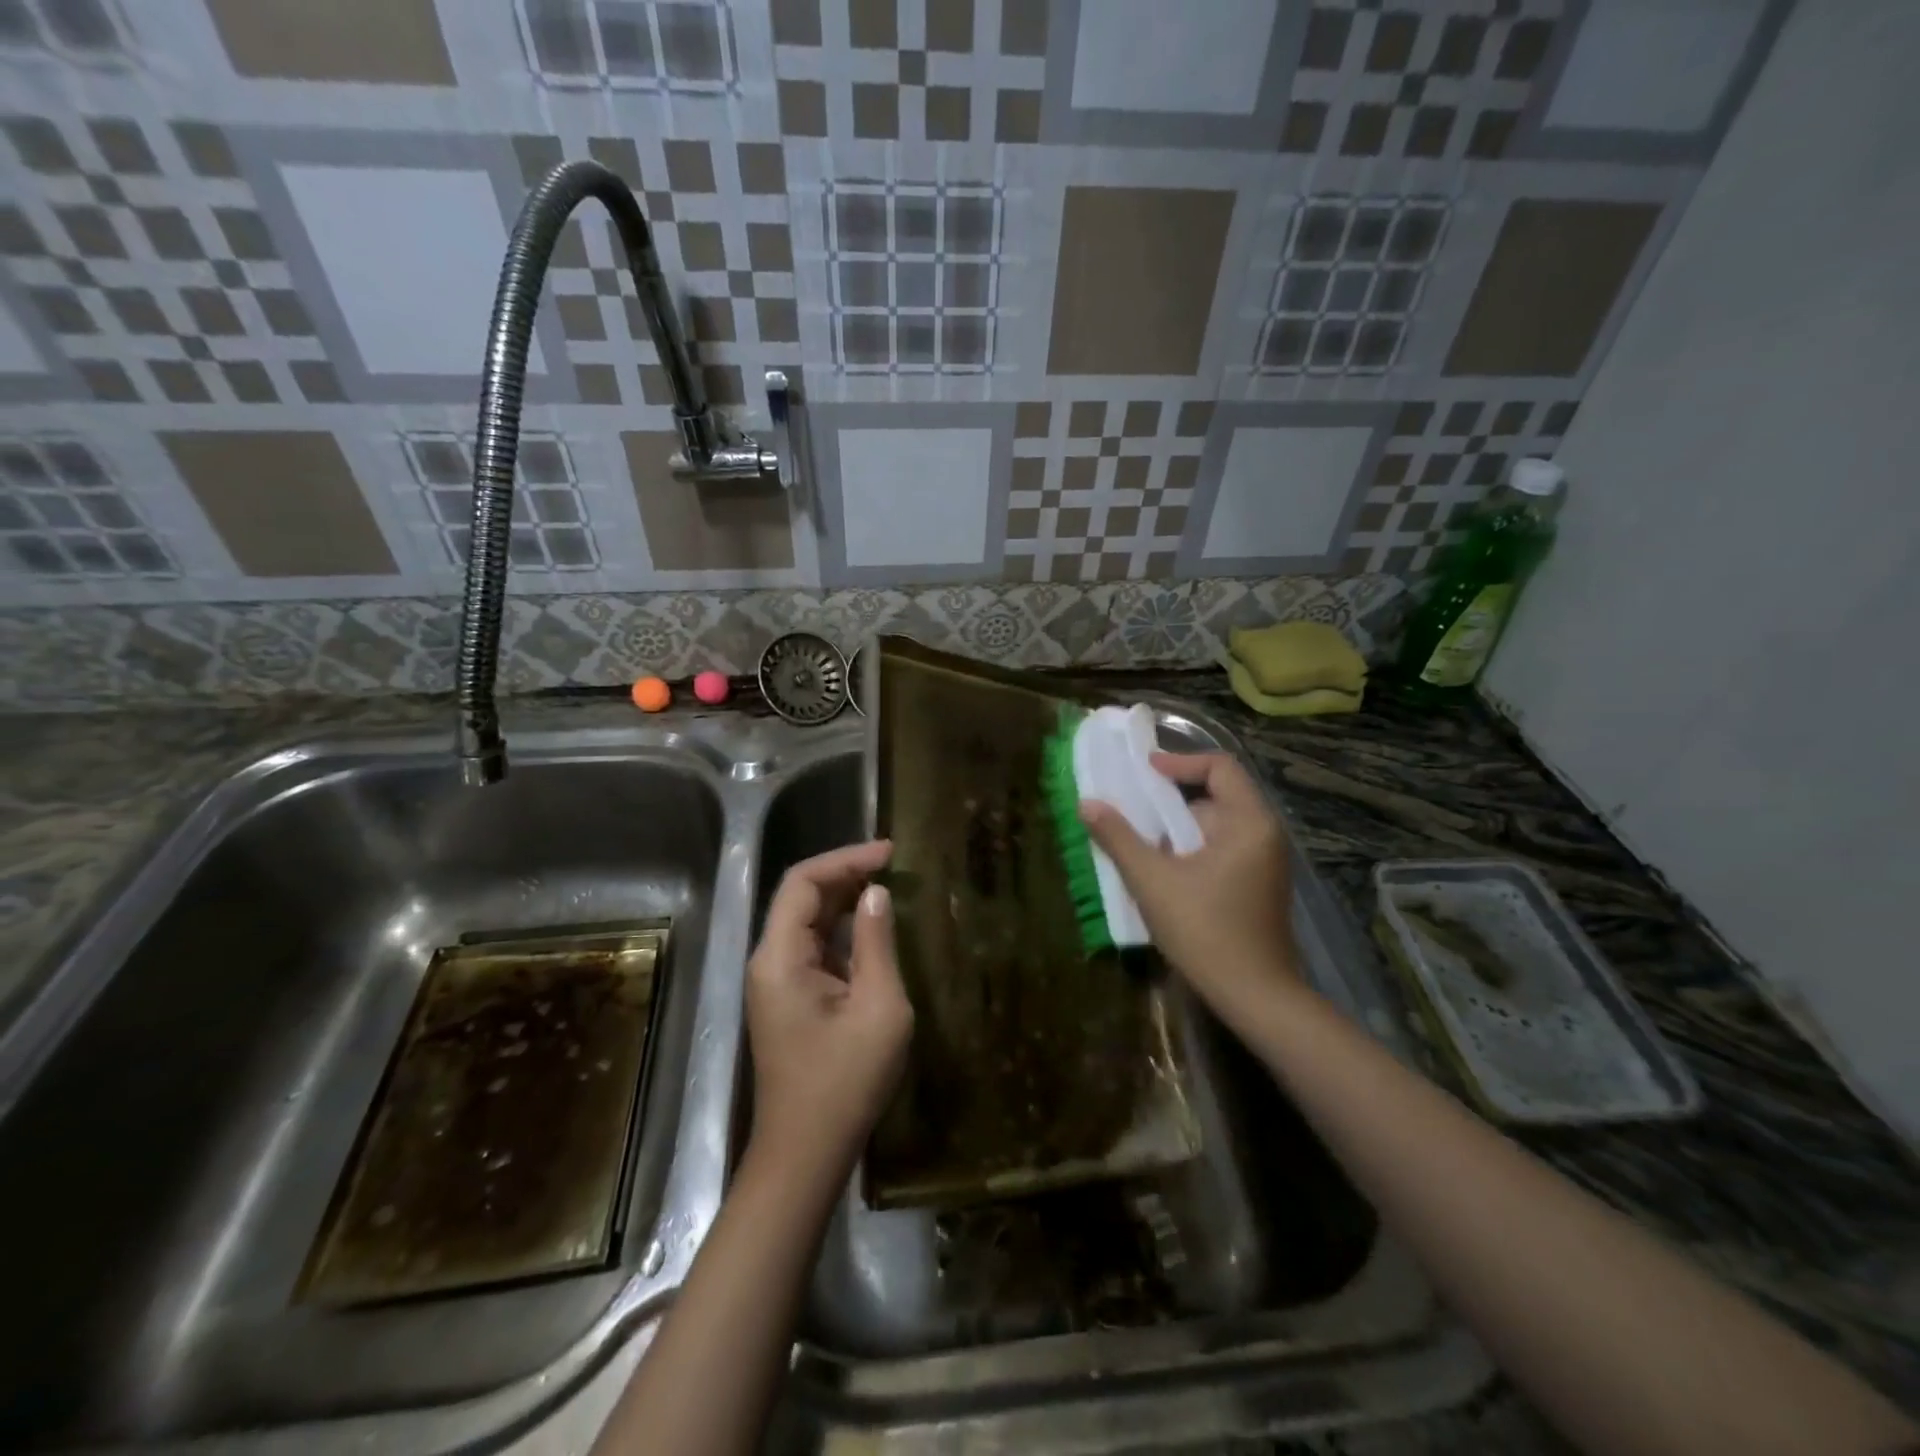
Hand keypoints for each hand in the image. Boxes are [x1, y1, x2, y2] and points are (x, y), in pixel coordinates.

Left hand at [745, 840, 912, 1192]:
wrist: (806, 1154)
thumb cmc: (845, 1082)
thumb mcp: (878, 1007)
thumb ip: (876, 943)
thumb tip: (876, 894)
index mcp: (781, 957)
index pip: (803, 882)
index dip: (845, 858)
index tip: (890, 852)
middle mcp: (769, 960)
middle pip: (801, 896)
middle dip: (846, 873)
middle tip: (895, 864)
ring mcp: (775, 981)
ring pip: (807, 920)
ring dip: (844, 898)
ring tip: (889, 885)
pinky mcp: (788, 998)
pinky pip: (813, 947)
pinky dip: (842, 928)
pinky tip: (873, 927)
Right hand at [1080, 753, 1299, 1020]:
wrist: (1255, 997)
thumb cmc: (1205, 931)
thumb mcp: (1153, 880)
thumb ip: (1118, 838)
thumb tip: (1087, 803)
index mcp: (1249, 822)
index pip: (1220, 767)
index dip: (1179, 761)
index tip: (1143, 770)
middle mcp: (1264, 835)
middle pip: (1216, 796)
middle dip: (1171, 800)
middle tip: (1132, 808)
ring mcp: (1264, 863)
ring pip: (1216, 828)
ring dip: (1177, 829)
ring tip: (1139, 841)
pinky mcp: (1258, 887)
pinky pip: (1221, 851)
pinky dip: (1191, 850)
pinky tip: (1162, 871)